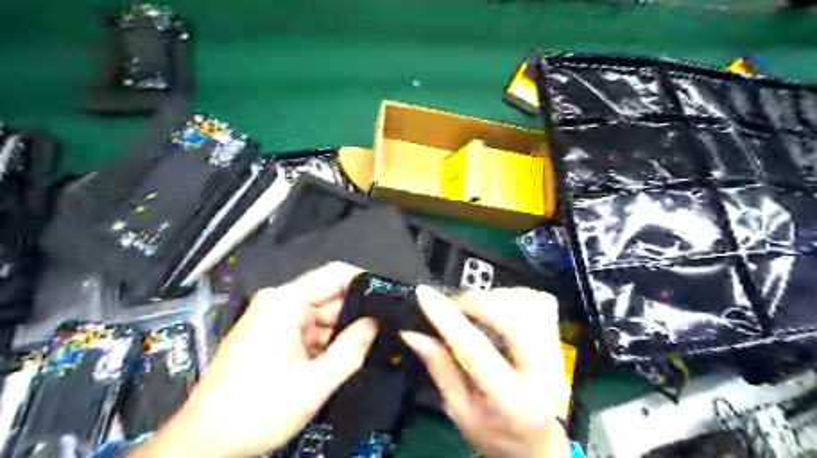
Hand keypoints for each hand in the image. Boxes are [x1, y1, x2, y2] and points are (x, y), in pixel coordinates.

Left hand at [127, 264, 380, 457]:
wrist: (202, 445)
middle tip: (385, 331)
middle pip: (329, 297)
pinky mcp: (271, 337)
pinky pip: (308, 332)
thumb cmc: (256, 409)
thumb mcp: (315, 382)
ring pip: (321, 317)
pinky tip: (342, 358)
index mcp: (286, 302)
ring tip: (368, 347)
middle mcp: (279, 303)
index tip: (390, 299)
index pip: (337, 274)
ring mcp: (274, 320)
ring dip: (341, 333)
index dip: (366, 283)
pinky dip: (325, 344)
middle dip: (356, 315)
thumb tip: (376, 322)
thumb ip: (352, 348)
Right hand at [401, 287, 569, 457]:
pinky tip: (499, 312)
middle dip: (478, 301)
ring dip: (496, 298)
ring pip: (531, 303)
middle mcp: (543, 374)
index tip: (425, 295)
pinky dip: (514, 298)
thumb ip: (440, 369)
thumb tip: (414, 334)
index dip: (448, 318)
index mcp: (512, 401)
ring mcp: (557, 355)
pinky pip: (540, 302)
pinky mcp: (558, 341)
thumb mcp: (461, 412)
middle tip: (455, 306)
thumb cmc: (498, 435)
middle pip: (515, 317)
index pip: (477, 349)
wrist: (540, 448)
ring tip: (476, 311)